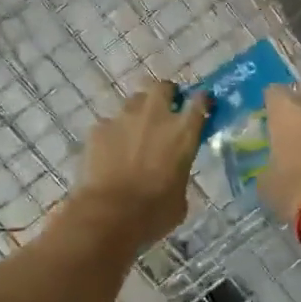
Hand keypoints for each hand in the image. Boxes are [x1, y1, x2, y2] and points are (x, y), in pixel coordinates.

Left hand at [70, 81, 207, 249]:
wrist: (109, 214)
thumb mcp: (180, 197)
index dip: (201, 101)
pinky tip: (110, 152)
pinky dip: (113, 134)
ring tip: (135, 132)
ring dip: (139, 112)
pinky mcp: (99, 128)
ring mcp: (124, 118)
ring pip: (134, 101)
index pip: (200, 102)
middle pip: (163, 87)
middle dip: (166, 94)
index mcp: (183, 132)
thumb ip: (179, 174)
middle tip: (165, 110)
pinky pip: (109, 123)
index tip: (201, 105)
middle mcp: (155, 116)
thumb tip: (172, 174)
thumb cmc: (153, 212)